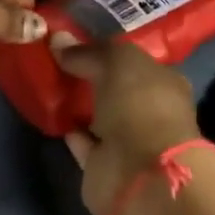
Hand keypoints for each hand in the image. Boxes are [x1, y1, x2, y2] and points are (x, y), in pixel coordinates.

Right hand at [51, 36, 202, 214]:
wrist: (140, 174)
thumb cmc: (140, 104)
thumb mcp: (116, 61)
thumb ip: (88, 52)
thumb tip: (58, 40)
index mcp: (164, 83)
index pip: (136, 62)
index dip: (109, 51)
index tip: (79, 41)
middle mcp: (150, 112)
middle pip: (117, 89)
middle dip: (93, 77)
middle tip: (59, 59)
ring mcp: (129, 142)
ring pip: (99, 116)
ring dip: (80, 105)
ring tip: (50, 83)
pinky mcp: (106, 168)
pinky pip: (84, 142)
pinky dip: (71, 131)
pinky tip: (51, 114)